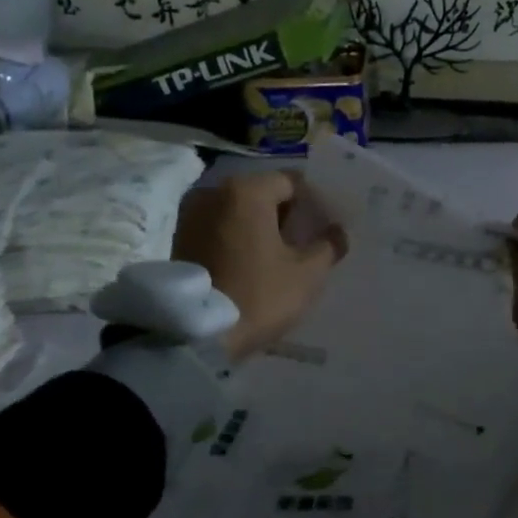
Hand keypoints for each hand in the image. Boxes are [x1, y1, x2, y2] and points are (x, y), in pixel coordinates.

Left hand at [173, 170, 345, 358]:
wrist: (196, 334)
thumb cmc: (258, 295)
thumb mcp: (307, 274)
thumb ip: (328, 246)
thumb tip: (337, 232)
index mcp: (247, 190)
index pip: (291, 182)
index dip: (314, 203)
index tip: (326, 227)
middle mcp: (214, 192)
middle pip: (261, 194)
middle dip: (285, 214)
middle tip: (305, 242)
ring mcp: (191, 215)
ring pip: (238, 212)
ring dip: (259, 227)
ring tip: (279, 255)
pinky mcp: (180, 239)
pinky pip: (219, 229)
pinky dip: (237, 239)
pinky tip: (252, 263)